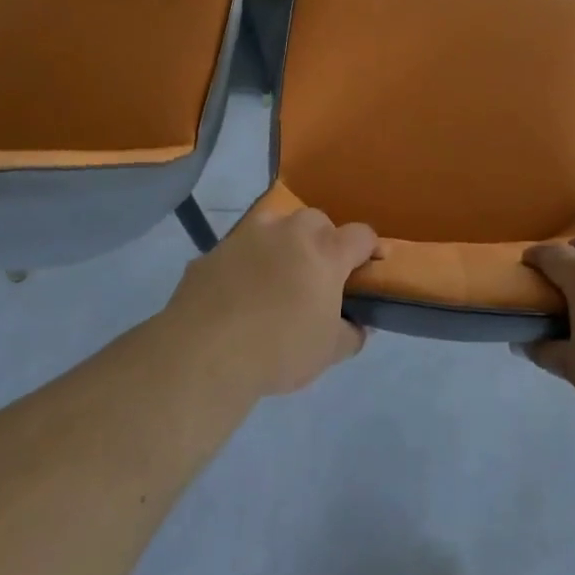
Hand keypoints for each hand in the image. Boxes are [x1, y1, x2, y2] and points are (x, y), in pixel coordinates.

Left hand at [161, 203, 377, 398]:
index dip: (370, 248)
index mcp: (325, 253)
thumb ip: (351, 334)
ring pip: (274, 225)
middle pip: (317, 220)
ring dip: (282, 242)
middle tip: (319, 272)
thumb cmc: (279, 350)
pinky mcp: (213, 252)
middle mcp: (289, 233)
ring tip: (277, 275)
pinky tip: (238, 293)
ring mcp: (247, 237)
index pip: (361, 235)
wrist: (204, 354)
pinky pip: (238, 250)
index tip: (371, 264)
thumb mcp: (329, 352)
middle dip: (324, 239)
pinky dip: (245, 263)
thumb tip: (357, 326)